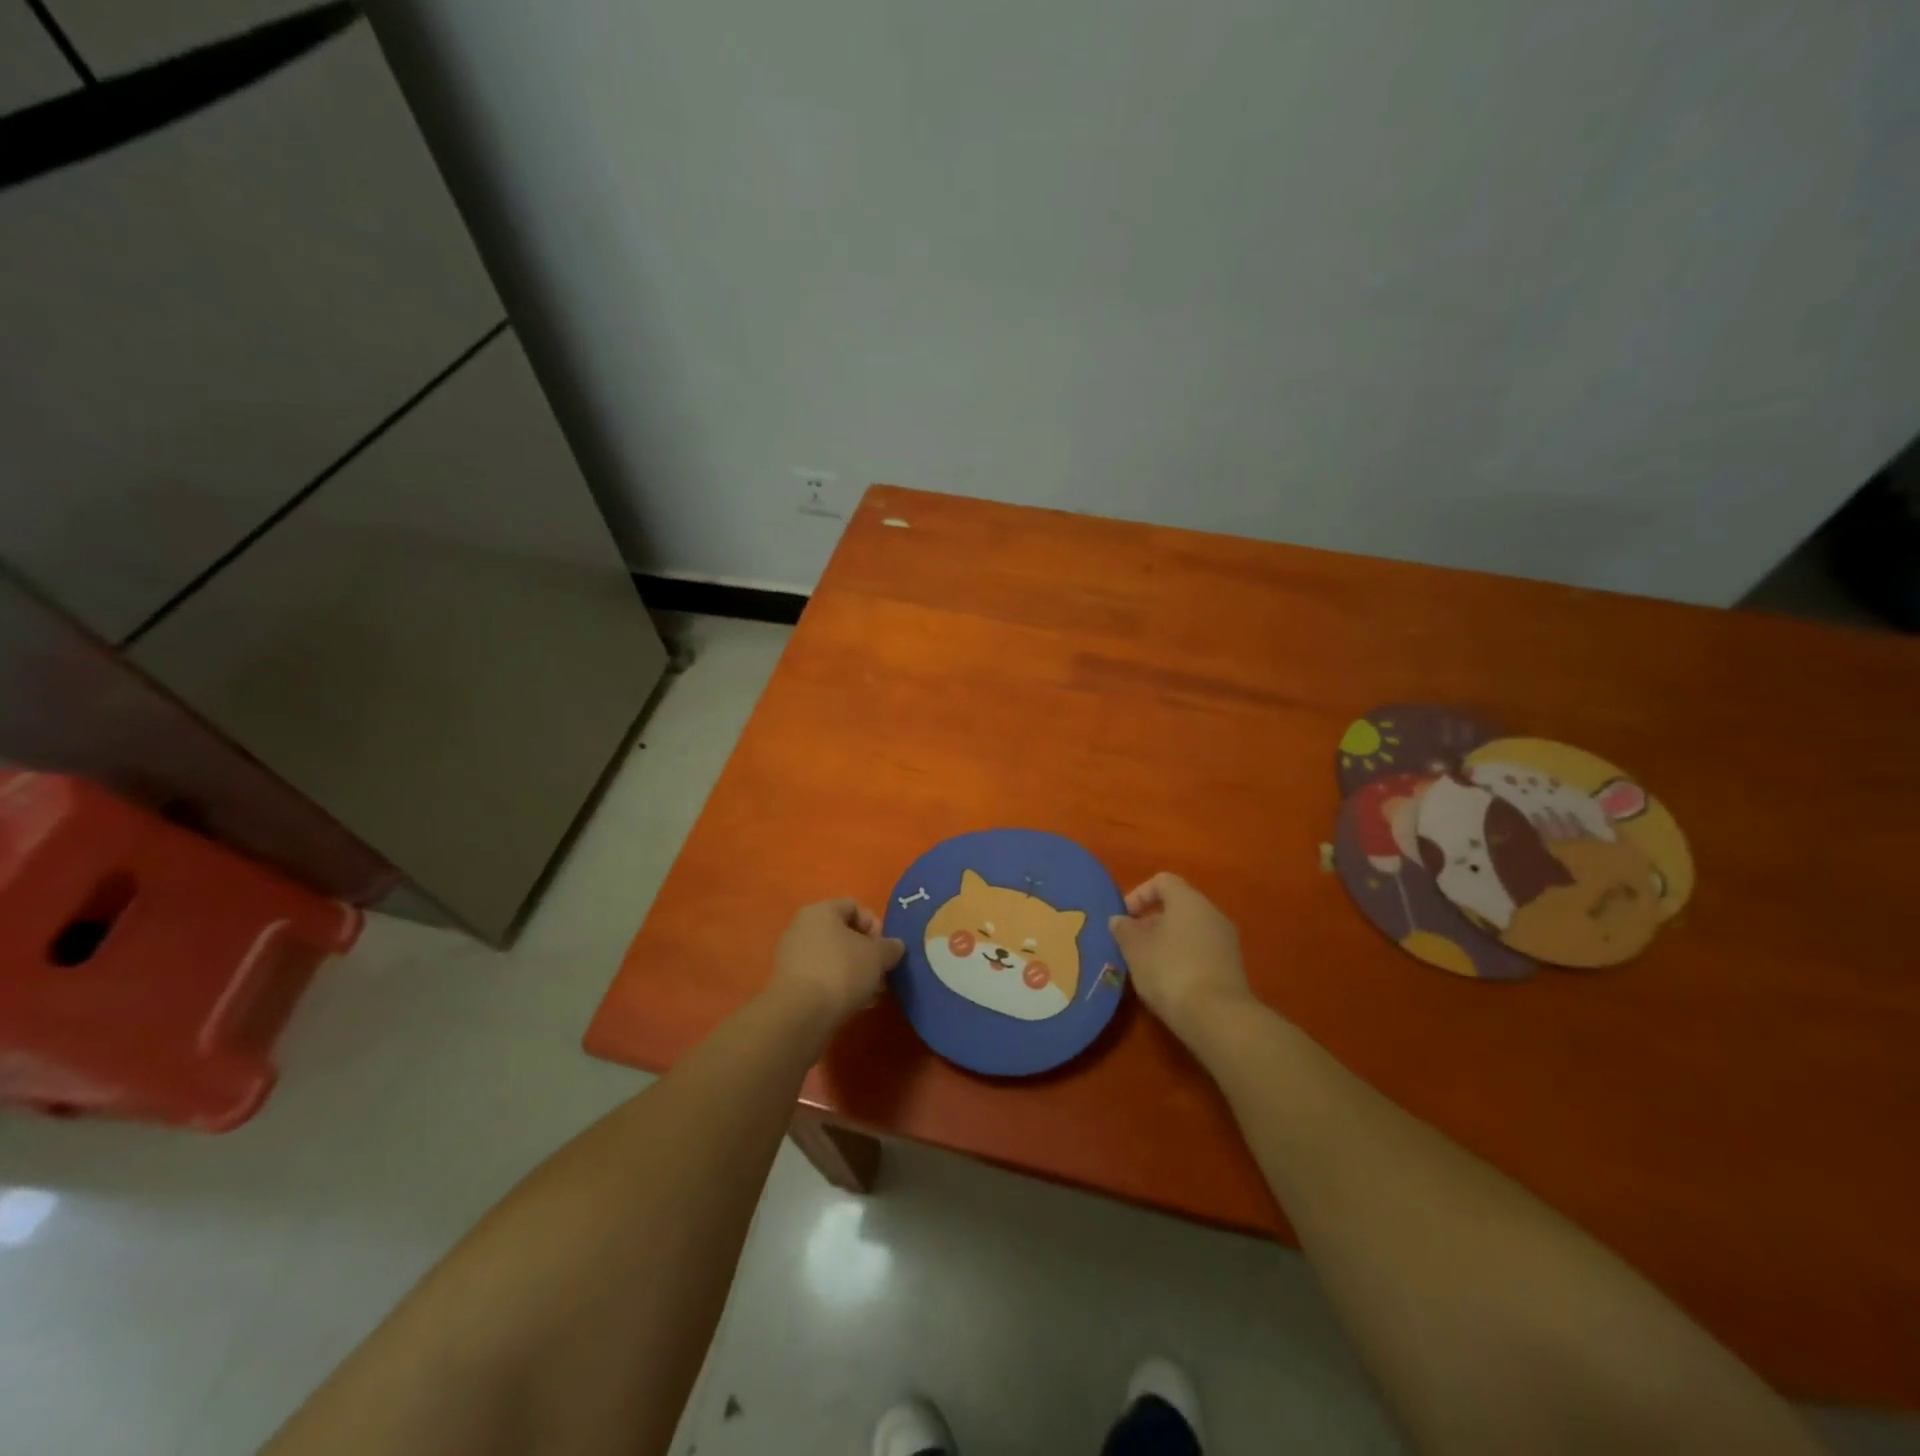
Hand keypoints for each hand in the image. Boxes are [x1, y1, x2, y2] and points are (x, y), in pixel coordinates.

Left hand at [771, 899, 904, 1026]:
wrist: (801, 1013)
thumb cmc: (842, 970)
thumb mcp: (878, 956)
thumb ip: (891, 947)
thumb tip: (895, 946)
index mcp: (821, 910)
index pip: (854, 907)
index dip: (875, 925)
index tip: (884, 949)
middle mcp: (802, 927)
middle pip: (843, 934)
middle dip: (866, 954)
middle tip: (881, 974)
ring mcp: (792, 955)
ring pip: (833, 958)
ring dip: (855, 972)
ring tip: (871, 994)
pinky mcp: (789, 983)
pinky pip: (821, 976)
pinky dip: (838, 986)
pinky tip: (854, 1004)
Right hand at [1110, 872, 1255, 1046]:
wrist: (1217, 1017)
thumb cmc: (1169, 970)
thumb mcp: (1135, 949)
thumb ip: (1124, 929)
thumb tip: (1119, 920)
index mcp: (1188, 900)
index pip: (1162, 881)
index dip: (1139, 895)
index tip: (1124, 919)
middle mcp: (1212, 913)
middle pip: (1177, 906)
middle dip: (1151, 922)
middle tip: (1132, 944)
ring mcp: (1226, 941)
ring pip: (1190, 931)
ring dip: (1167, 942)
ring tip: (1147, 966)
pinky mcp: (1232, 967)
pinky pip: (1202, 952)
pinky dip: (1183, 959)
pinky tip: (1170, 982)